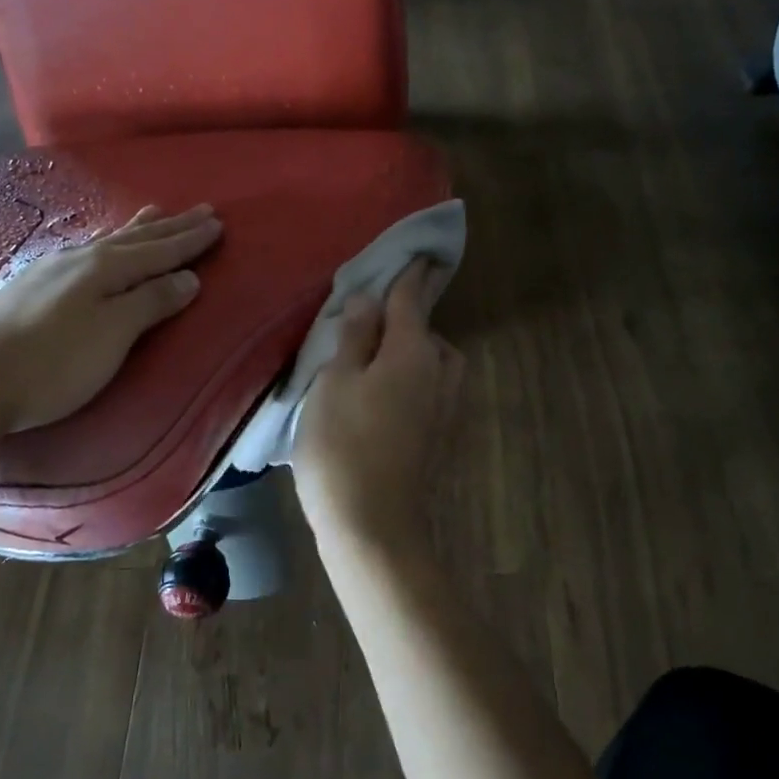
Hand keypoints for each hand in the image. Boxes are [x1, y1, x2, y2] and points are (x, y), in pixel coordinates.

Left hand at [0, 203, 220, 433]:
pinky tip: (98, 248)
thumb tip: (188, 278)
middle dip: (171, 227)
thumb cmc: (56, 362)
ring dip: (137, 229)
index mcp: (105, 268)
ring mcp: (52, 269)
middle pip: (136, 239)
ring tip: (154, 213)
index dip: (189, 240)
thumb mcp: (113, 334)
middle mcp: (80, 258)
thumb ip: (151, 302)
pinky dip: (107, 244)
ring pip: (107, 241)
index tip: (218, 224)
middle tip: (201, 209)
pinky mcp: (32, 286)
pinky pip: (86, 252)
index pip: (159, 251)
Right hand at [294, 260, 463, 550]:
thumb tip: (367, 298)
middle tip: (370, 320)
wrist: (373, 526)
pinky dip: (412, 379)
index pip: (412, 299)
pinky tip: (384, 395)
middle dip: (406, 319)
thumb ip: (353, 337)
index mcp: (412, 353)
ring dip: (412, 351)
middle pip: (426, 332)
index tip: (418, 252)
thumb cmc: (342, 446)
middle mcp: (438, 373)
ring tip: (374, 359)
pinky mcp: (440, 435)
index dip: (410, 274)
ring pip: (433, 362)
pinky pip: (430, 388)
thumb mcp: (334, 383)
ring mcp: (444, 408)